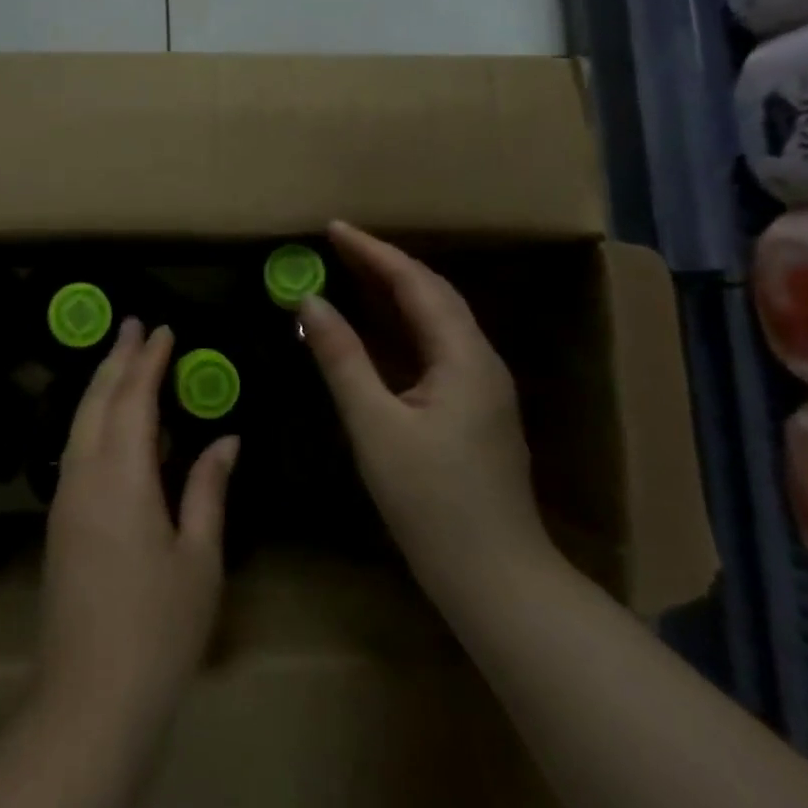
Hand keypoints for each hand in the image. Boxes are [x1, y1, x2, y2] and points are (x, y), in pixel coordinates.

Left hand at [38, 319, 238, 732]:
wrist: (89, 699)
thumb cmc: (158, 629)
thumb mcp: (199, 558)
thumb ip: (207, 489)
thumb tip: (225, 439)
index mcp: (122, 477)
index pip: (134, 398)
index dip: (149, 360)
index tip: (164, 328)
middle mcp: (84, 475)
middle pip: (97, 399)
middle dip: (117, 358)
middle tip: (135, 324)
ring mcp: (65, 498)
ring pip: (79, 421)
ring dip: (101, 384)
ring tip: (123, 359)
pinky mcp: (59, 521)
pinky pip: (74, 447)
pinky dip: (93, 418)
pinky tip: (111, 422)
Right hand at [299, 221, 555, 597]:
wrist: (496, 579)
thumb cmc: (432, 502)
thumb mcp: (376, 426)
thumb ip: (342, 359)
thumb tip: (311, 302)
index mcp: (464, 356)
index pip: (416, 283)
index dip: (373, 252)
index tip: (333, 228)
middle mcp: (480, 360)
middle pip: (432, 294)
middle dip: (384, 264)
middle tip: (336, 244)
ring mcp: (480, 386)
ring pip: (436, 320)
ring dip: (394, 292)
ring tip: (350, 272)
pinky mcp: (472, 409)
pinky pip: (433, 347)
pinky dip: (401, 325)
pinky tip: (376, 329)